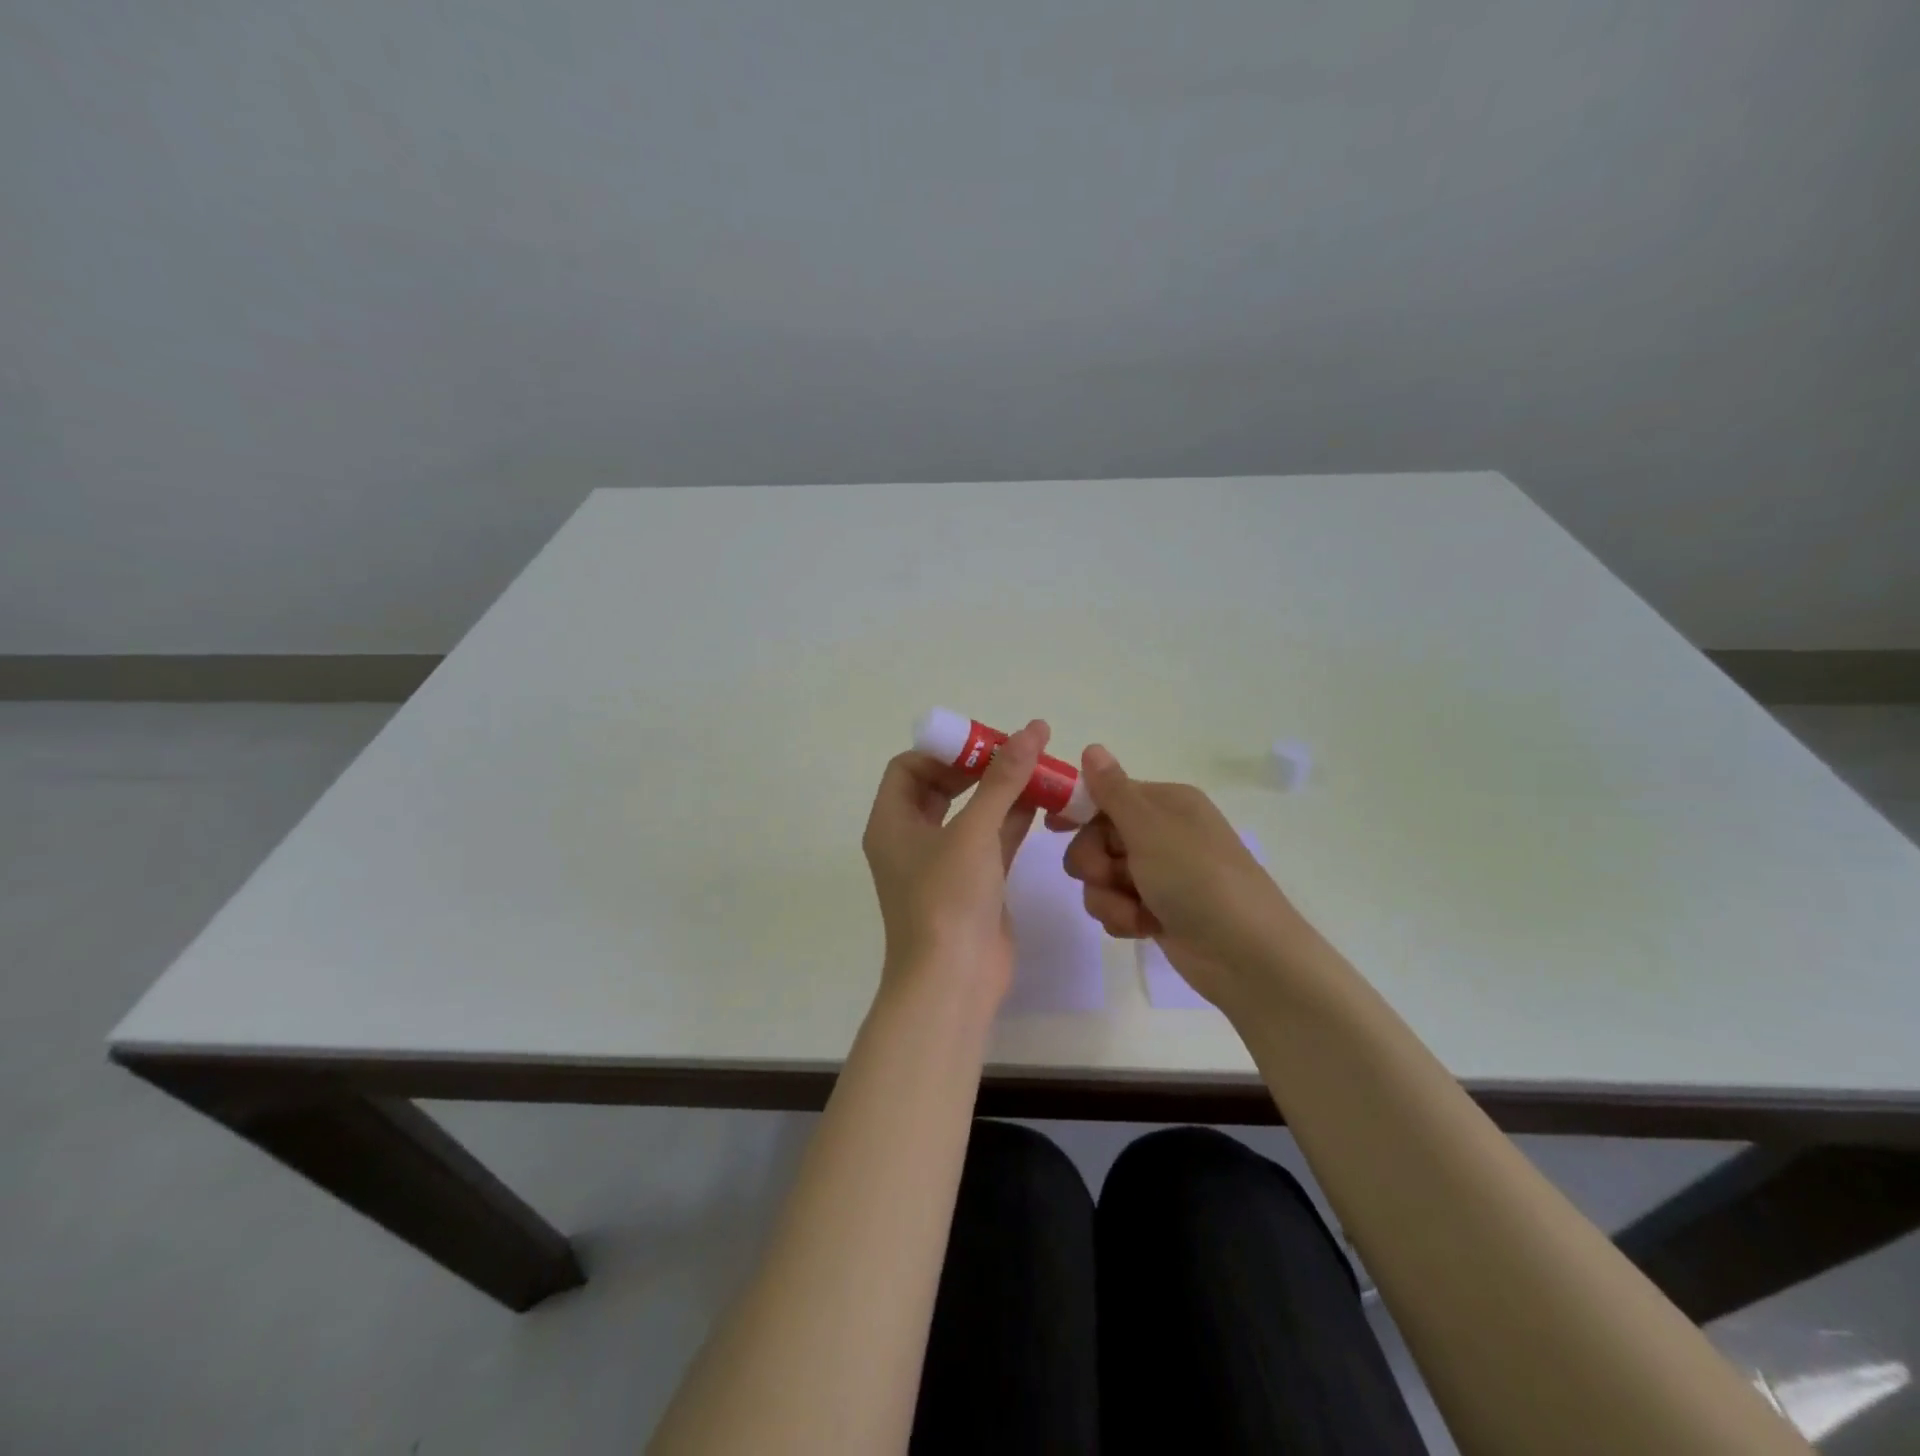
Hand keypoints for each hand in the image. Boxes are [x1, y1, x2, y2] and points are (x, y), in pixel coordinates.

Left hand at [861, 719, 1048, 1007]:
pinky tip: (1044, 803)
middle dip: (979, 768)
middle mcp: (912, 838)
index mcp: (892, 822)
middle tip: (1017, 753)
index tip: (985, 744)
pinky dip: (1013, 820)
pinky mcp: (972, 884)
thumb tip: (1031, 729)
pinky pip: (991, 839)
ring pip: (971, 813)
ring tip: (1039, 769)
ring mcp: (943, 863)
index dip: (945, 750)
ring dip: (1001, 792)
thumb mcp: (974, 831)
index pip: (909, 767)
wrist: (954, 981)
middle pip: (941, 786)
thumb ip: (1003, 780)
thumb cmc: (948, 899)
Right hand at [1063, 744, 1320, 1015]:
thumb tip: (1092, 747)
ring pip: (1100, 877)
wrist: (1248, 956)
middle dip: (1095, 862)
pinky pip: (1115, 905)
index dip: (1078, 810)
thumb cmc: (1199, 880)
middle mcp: (1161, 833)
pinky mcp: (1155, 911)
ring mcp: (1159, 875)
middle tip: (1110, 875)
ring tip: (1136, 912)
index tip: (1052, 828)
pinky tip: (1145, 929)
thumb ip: (1113, 791)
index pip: (1106, 795)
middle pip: (1096, 838)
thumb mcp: (1151, 830)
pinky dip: (1123, 918)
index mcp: (1166, 804)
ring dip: (1108, 897)